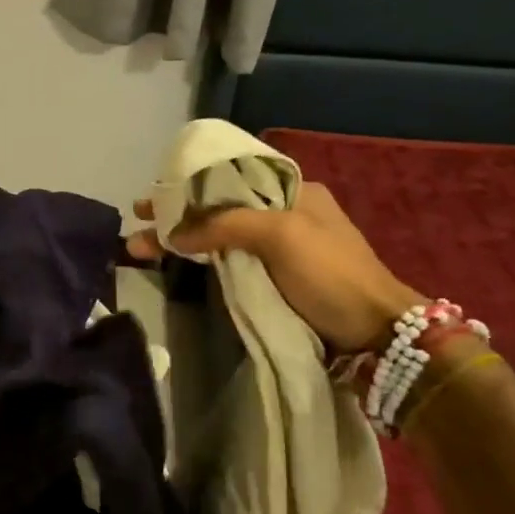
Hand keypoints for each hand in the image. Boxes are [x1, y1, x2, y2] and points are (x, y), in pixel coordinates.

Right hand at [126, 182, 421, 351]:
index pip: (228, 178)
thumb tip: (173, 235)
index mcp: (292, 191)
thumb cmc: (332, 273)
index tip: (154, 195)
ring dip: (179, 240)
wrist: (377, 335)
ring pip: (216, 236)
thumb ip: (224, 225)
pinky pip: (226, 262)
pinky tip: (172, 262)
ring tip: (139, 249)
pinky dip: (197, 260)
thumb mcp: (281, 234)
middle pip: (216, 207)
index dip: (187, 184)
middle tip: (137, 221)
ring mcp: (277, 249)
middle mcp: (281, 214)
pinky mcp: (272, 280)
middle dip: (175, 214)